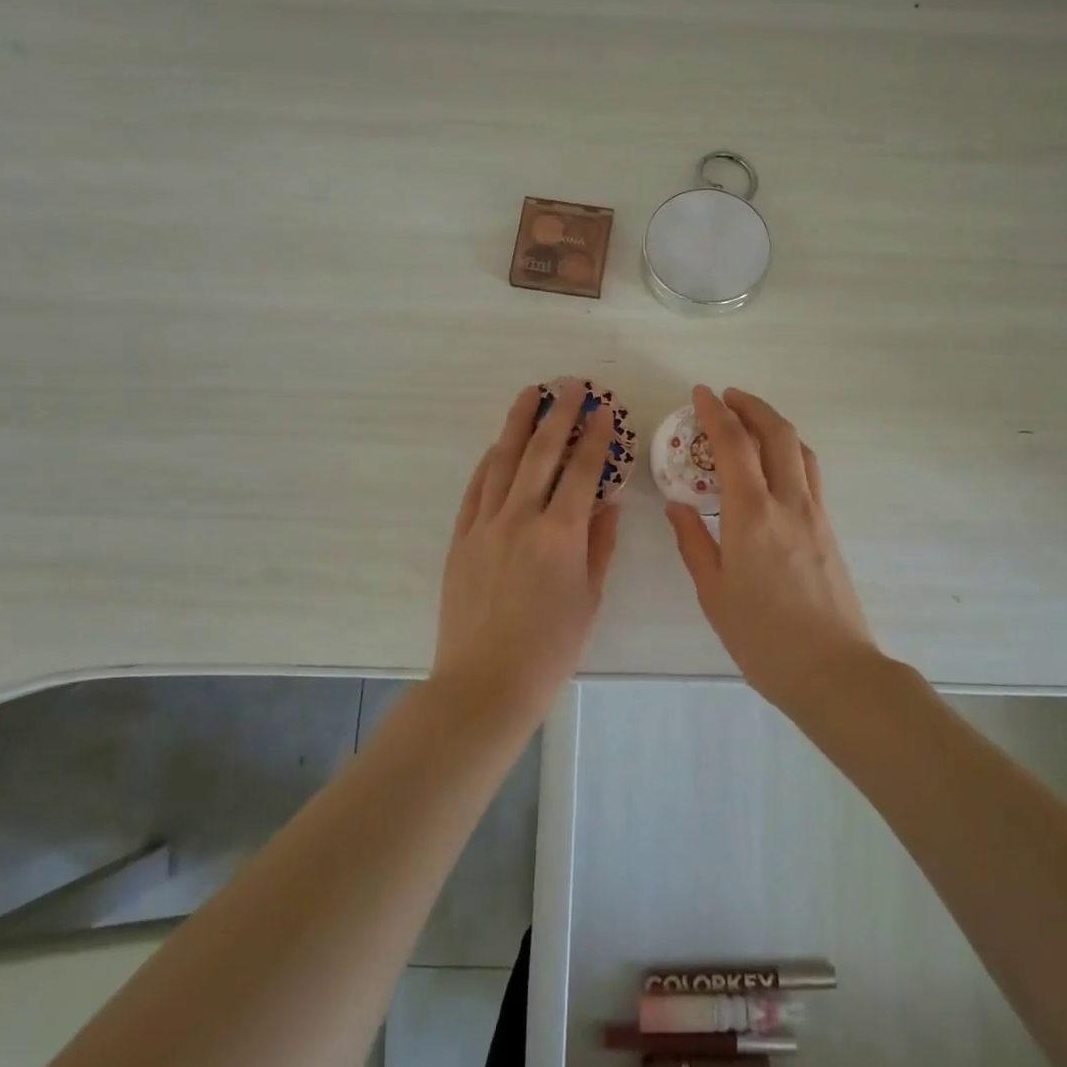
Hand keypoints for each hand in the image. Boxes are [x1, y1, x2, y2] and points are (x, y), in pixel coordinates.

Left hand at [436, 383, 621, 722]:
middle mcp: (521, 518)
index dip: (595, 436)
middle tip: (569, 384)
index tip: (603, 410)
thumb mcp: (589, 598)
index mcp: (561, 535)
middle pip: (541, 452)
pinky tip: (497, 446)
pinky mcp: (460, 538)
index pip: (582, 470)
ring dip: (517, 424)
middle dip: (558, 413)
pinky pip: (475, 489)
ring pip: (502, 461)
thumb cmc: (550, 649)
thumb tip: (606, 503)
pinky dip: (488, 462)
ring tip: (529, 394)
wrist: (485, 683)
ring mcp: (485, 525)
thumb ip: (600, 545)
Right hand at [666, 386, 876, 709]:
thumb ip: (693, 542)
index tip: (701, 393)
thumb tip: (678, 506)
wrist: (832, 670)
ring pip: (800, 449)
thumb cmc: (762, 637)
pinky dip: (789, 452)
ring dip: (774, 425)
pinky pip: (809, 473)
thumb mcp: (713, 593)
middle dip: (752, 406)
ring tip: (750, 422)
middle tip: (727, 397)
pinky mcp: (828, 529)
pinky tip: (773, 467)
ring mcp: (815, 514)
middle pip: (777, 434)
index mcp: (751, 515)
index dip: (716, 413)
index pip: (733, 446)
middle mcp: (788, 502)